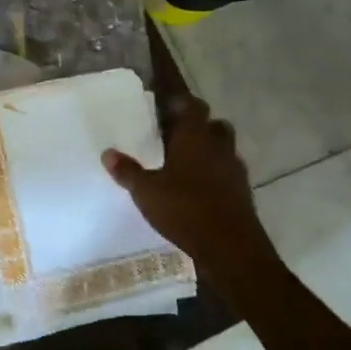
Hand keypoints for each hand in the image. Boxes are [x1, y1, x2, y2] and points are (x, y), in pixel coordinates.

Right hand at [103, 97, 275, 283]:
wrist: (230, 246)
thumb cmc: (185, 208)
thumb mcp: (146, 191)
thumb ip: (127, 171)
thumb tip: (107, 153)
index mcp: (194, 136)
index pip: (191, 105)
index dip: (179, 103)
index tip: (164, 107)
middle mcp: (218, 146)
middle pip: (213, 124)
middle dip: (198, 126)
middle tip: (175, 136)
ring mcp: (234, 168)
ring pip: (223, 148)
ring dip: (209, 151)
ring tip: (185, 164)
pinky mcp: (242, 191)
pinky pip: (228, 172)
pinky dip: (216, 174)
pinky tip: (199, 189)